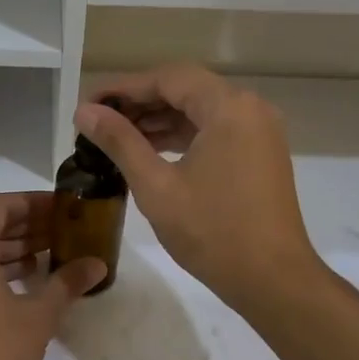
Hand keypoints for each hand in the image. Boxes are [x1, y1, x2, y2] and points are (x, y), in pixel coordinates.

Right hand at [77, 66, 322, 317]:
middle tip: (97, 121)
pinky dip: (182, 136)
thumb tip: (85, 112)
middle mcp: (250, 109)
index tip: (88, 105)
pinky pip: (214, 131)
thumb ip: (119, 142)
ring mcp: (259, 132)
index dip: (123, 88)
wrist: (273, 281)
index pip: (168, 78)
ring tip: (115, 137)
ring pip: (200, 111)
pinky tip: (150, 151)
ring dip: (159, 120)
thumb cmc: (212, 232)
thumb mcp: (156, 185)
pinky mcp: (260, 154)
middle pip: (185, 90)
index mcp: (229, 107)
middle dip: (139, 103)